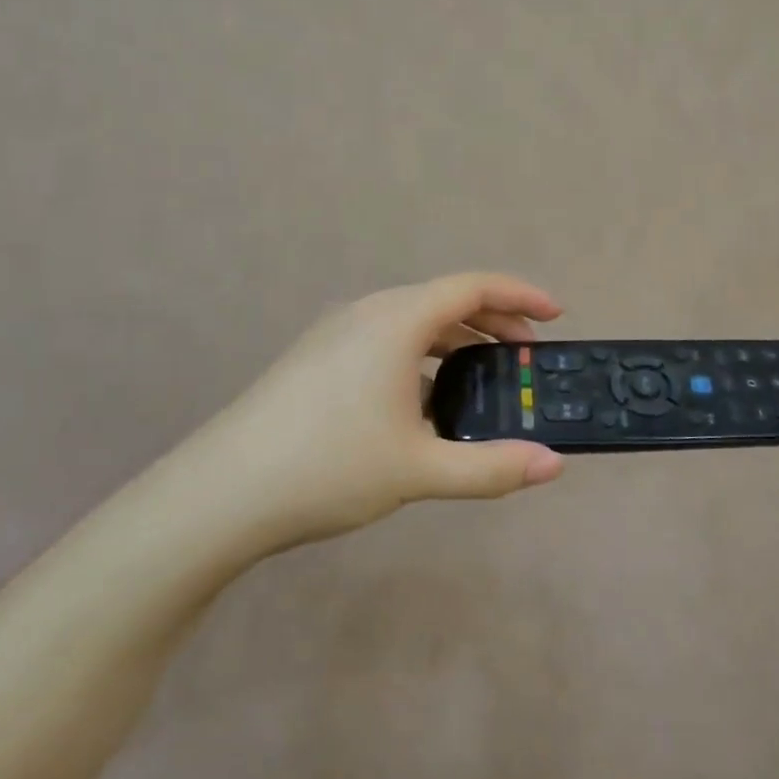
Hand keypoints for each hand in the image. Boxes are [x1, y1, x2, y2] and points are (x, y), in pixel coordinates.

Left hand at [184, 273, 566, 552]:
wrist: (223, 491)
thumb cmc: (329, 466)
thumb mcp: (421, 469)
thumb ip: (492, 467)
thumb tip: (552, 465)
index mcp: (396, 320)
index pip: (472, 287)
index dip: (520, 296)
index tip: (555, 316)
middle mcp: (366, 313)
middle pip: (443, 302)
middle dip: (493, 324)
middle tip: (527, 357)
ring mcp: (335, 334)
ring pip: (412, 324)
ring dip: (455, 344)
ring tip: (483, 380)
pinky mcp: (316, 358)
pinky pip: (385, 343)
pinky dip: (420, 359)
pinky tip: (424, 406)